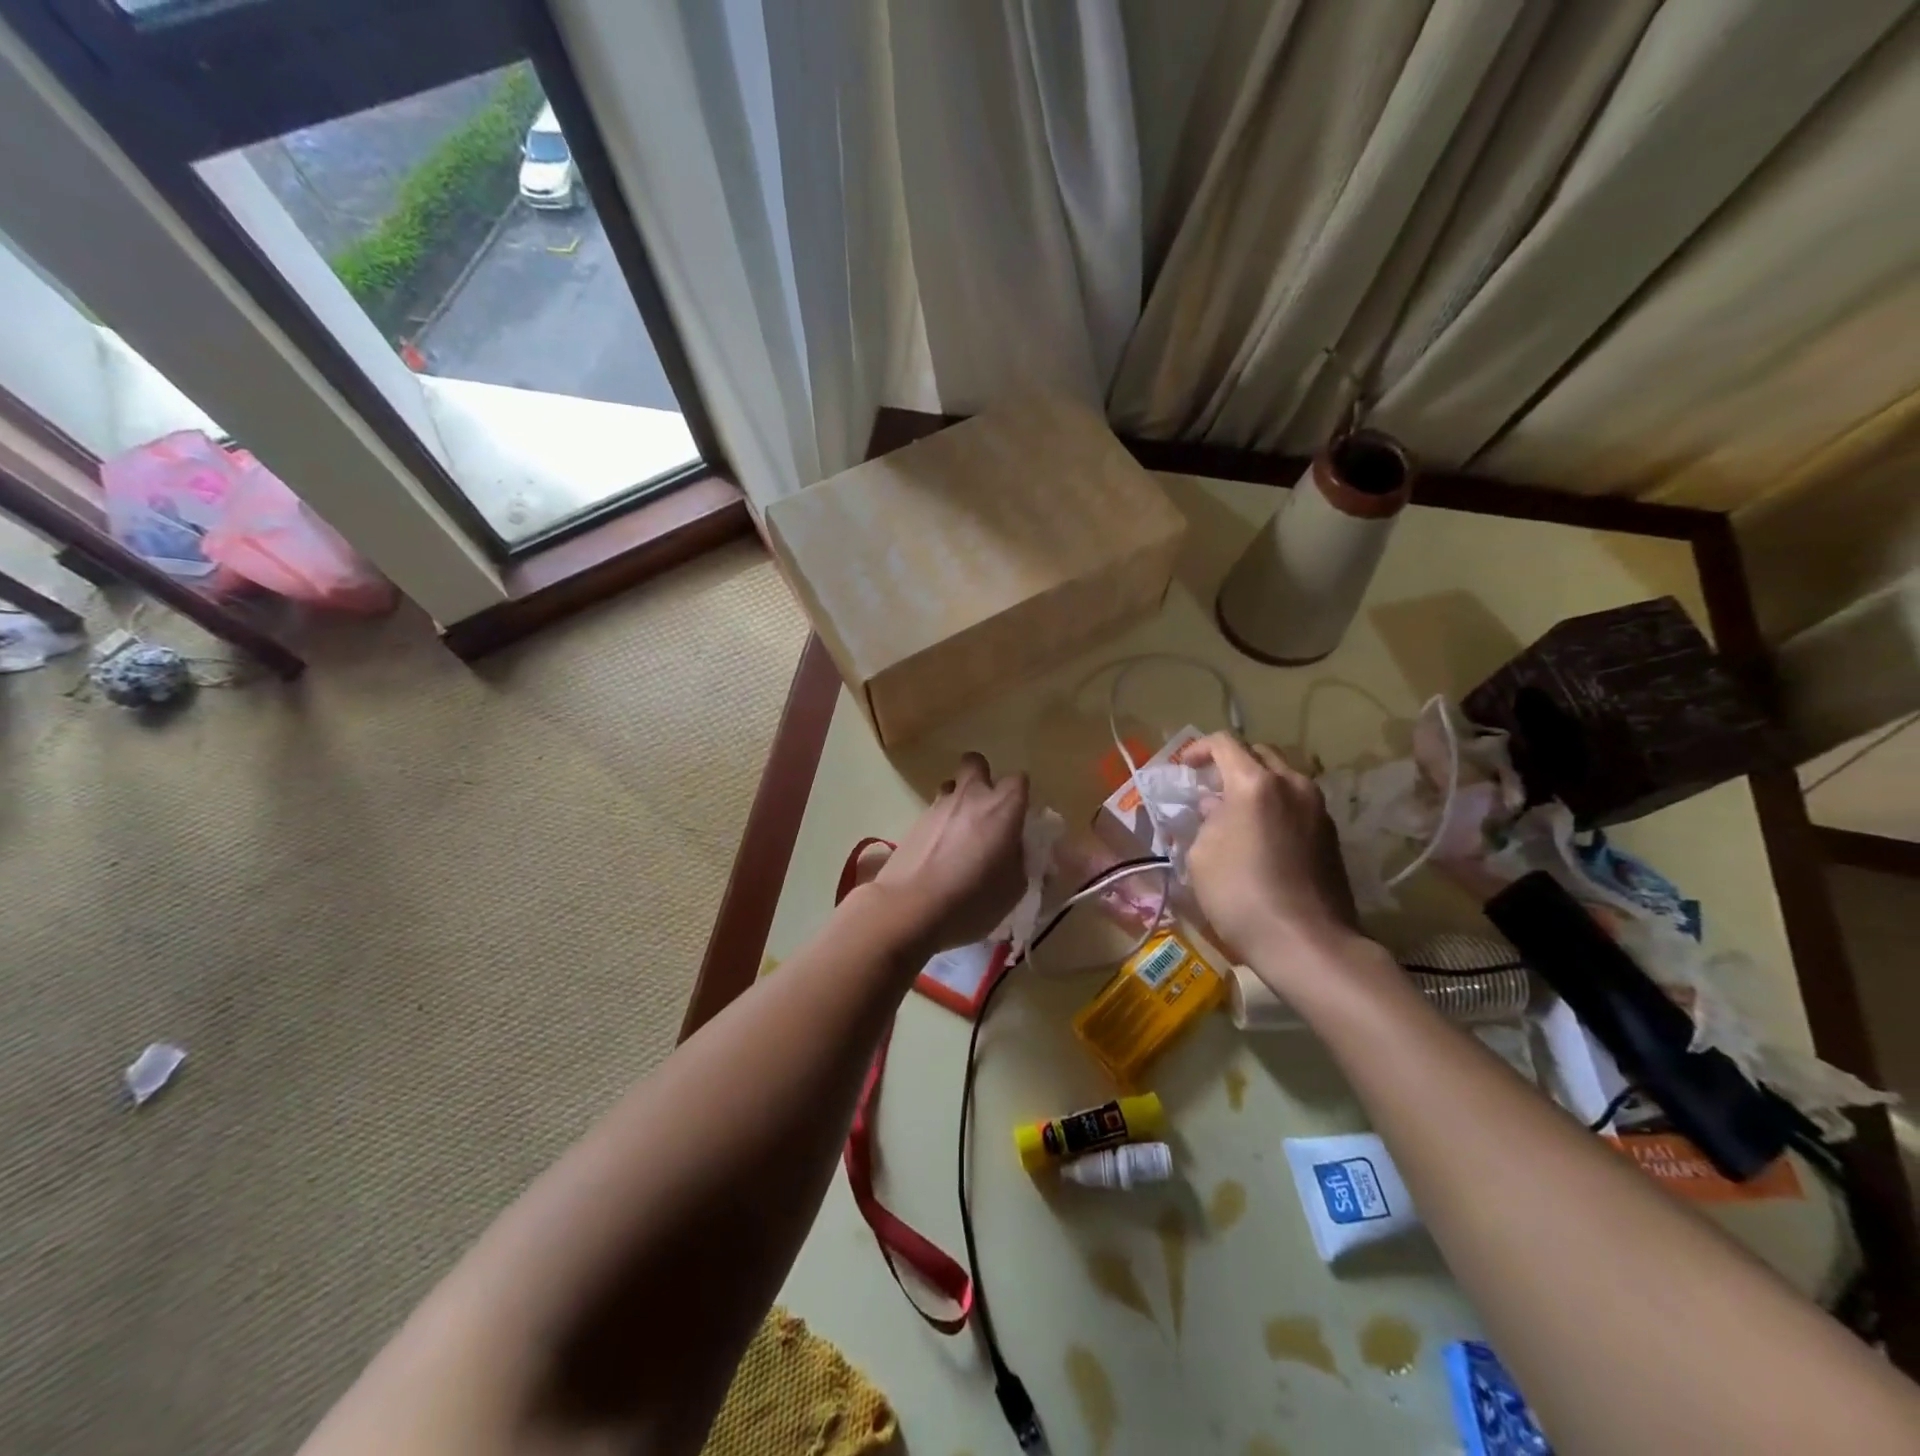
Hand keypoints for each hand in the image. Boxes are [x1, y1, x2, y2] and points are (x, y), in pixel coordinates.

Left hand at [856, 752, 1028, 958]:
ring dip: (958, 801)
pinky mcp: (914, 822)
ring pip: (951, 786)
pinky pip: (933, 811)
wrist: (911, 907)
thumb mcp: (1015, 888)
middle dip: (982, 778)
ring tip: (961, 835)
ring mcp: (938, 806)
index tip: (1019, 819)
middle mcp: (970, 796)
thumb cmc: (974, 898)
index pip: (1019, 780)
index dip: (1020, 797)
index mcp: (1002, 807)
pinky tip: (940, 853)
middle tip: (986, 811)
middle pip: (976, 763)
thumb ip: (1021, 860)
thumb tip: (1019, 850)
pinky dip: (940, 824)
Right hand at [1186, 733, 1358, 959]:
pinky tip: (1261, 837)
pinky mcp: (1331, 834)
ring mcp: (1317, 808)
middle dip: (1232, 763)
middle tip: (1210, 787)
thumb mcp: (1201, 855)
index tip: (1184, 767)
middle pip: (1259, 754)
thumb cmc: (1240, 894)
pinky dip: (1276, 807)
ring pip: (1283, 778)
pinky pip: (1297, 804)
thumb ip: (1205, 820)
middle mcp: (1292, 785)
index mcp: (1255, 784)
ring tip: (1235, 814)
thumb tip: (1215, 808)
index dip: (1198, 749)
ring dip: (1257, 786)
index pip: (1224, 743)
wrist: (1306, 941)